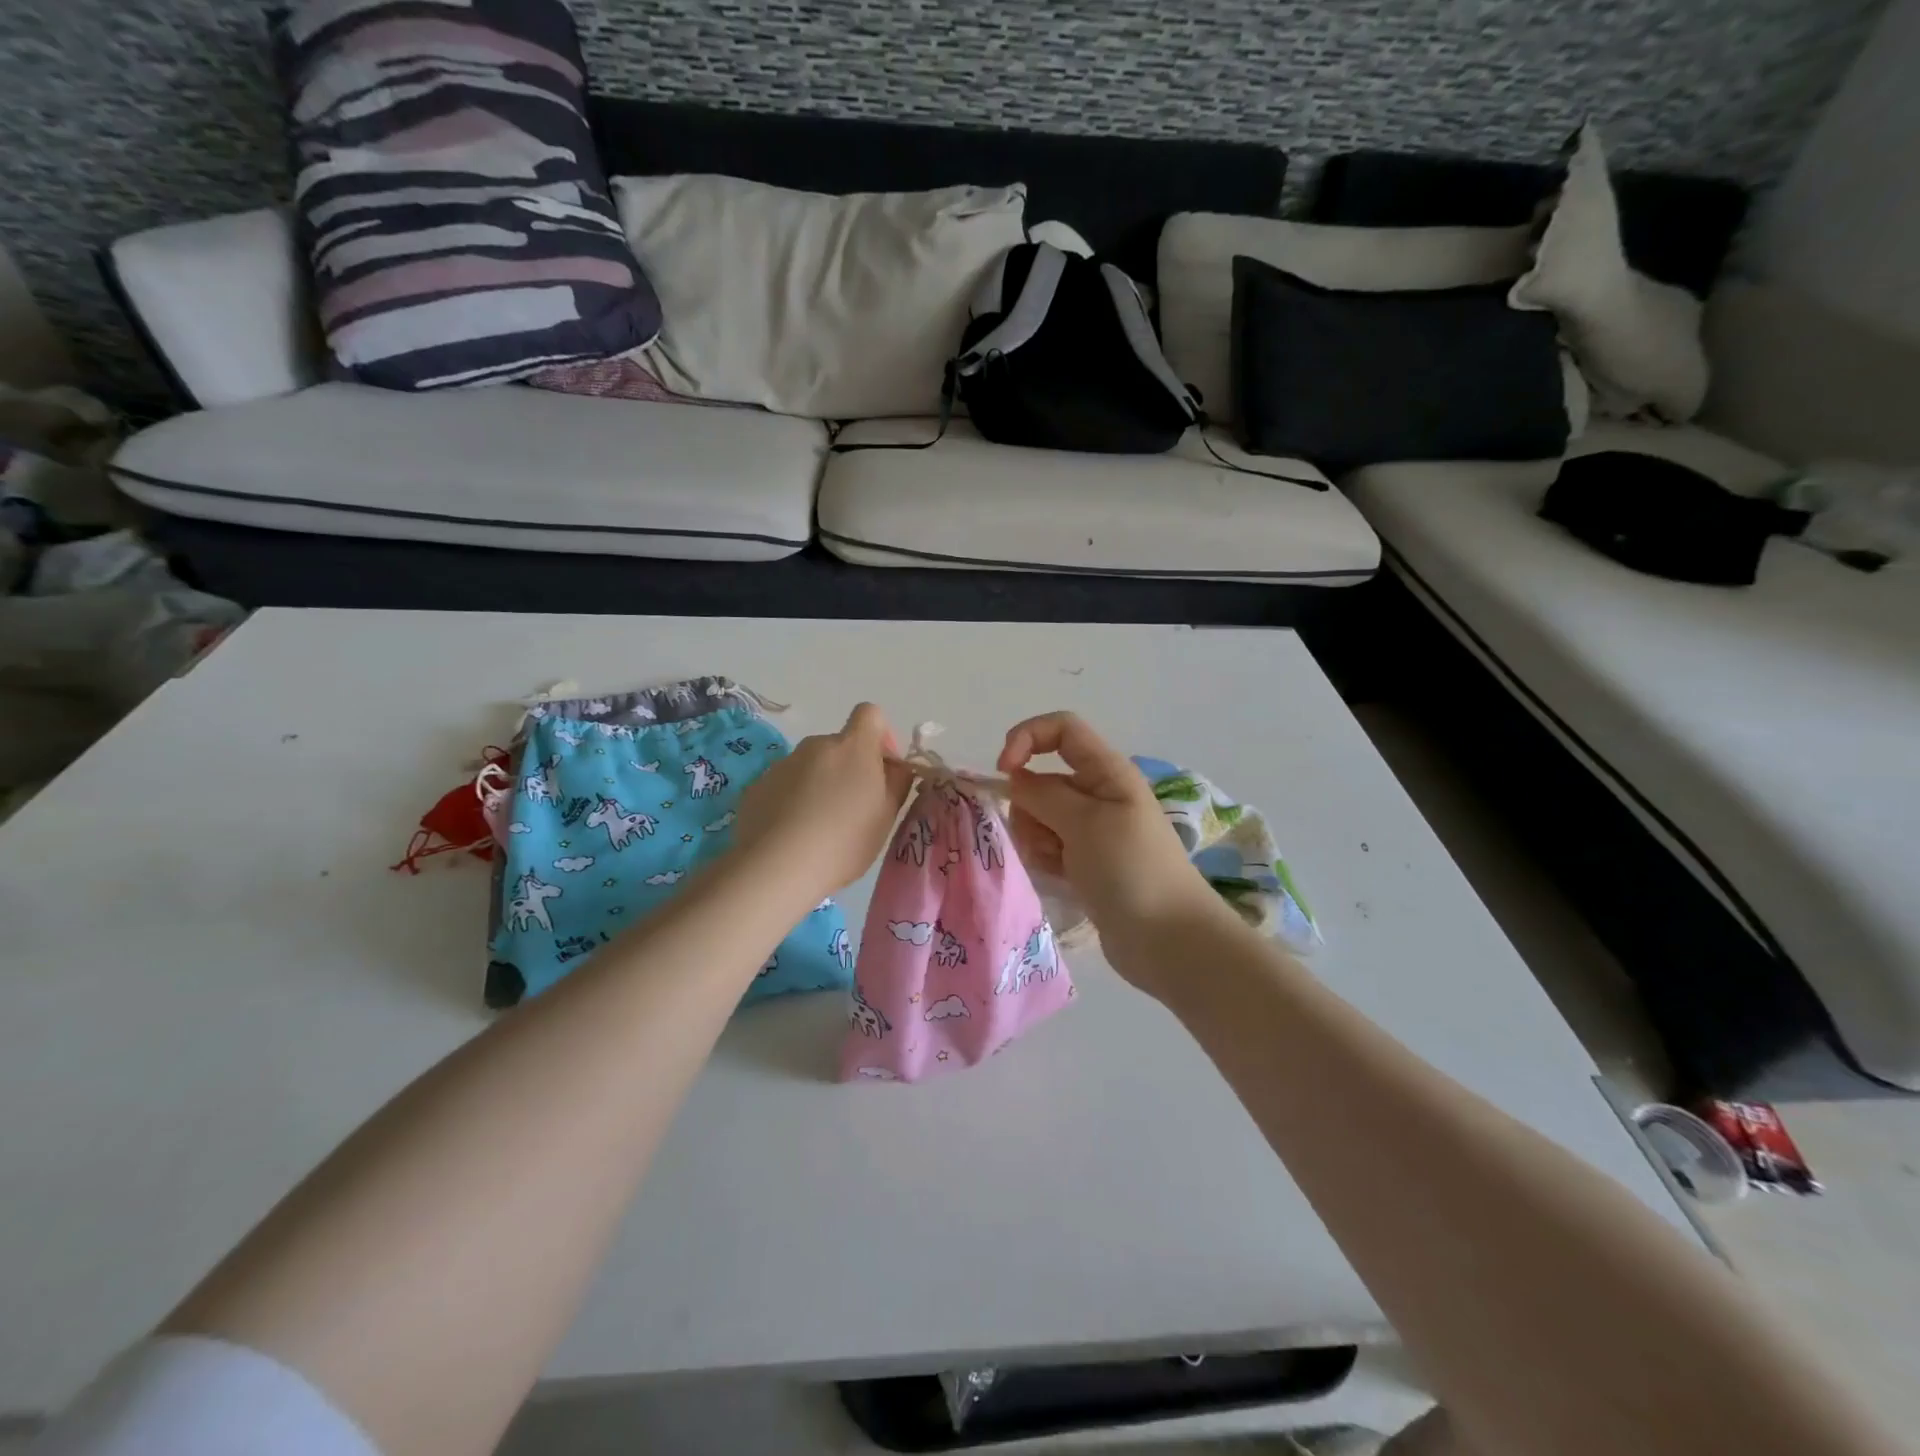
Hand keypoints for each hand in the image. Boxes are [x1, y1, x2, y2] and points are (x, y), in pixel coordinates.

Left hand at [733, 703, 913, 902]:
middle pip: (839, 746)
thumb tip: (895, 766)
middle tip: (853, 811)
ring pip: (810, 767)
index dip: (882, 735)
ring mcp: (782, 764)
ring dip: (820, 785)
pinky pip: (784, 786)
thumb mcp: (886, 816)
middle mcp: (816, 746)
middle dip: (849, 769)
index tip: (883, 769)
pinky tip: (792, 834)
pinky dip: (792, 801)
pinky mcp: (757, 786)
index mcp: (853, 747)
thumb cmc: (844, 841)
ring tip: (819, 828)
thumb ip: (897, 782)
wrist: (777, 867)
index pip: (870, 714)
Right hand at [998, 712, 1225, 991]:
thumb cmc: (1131, 870)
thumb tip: (1014, 779)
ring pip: (1039, 816)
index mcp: (1107, 772)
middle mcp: (1098, 794)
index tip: (1004, 771)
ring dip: (1035, 836)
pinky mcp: (1084, 862)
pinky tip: (1058, 877)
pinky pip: (1048, 846)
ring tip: (1055, 863)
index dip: (1027, 738)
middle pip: (1043, 778)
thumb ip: (1043, 794)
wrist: (1168, 940)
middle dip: (1029, 804)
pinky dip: (1044, 858)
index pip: (1061, 729)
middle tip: (1046, 837)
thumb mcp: (1085, 822)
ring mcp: (1091, 831)